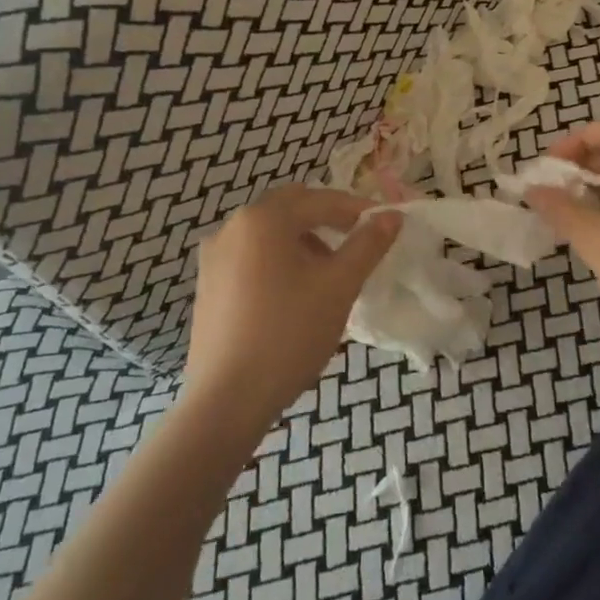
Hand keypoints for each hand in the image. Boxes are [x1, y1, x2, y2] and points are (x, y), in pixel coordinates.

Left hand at [184, 186, 399, 432]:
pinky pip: (251, 256)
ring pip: (269, 233)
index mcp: (263, 219)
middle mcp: (232, 227)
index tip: (385, 224)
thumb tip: (391, 217)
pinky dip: (279, 260)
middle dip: (327, 219)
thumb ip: (367, 245)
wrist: (228, 399)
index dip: (357, 209)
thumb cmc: (289, 334)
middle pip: (290, 208)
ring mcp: (214, 257)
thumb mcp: (339, 286)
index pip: (320, 199)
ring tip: (330, 272)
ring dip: (303, 240)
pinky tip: (296, 294)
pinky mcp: (208, 285)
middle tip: (358, 241)